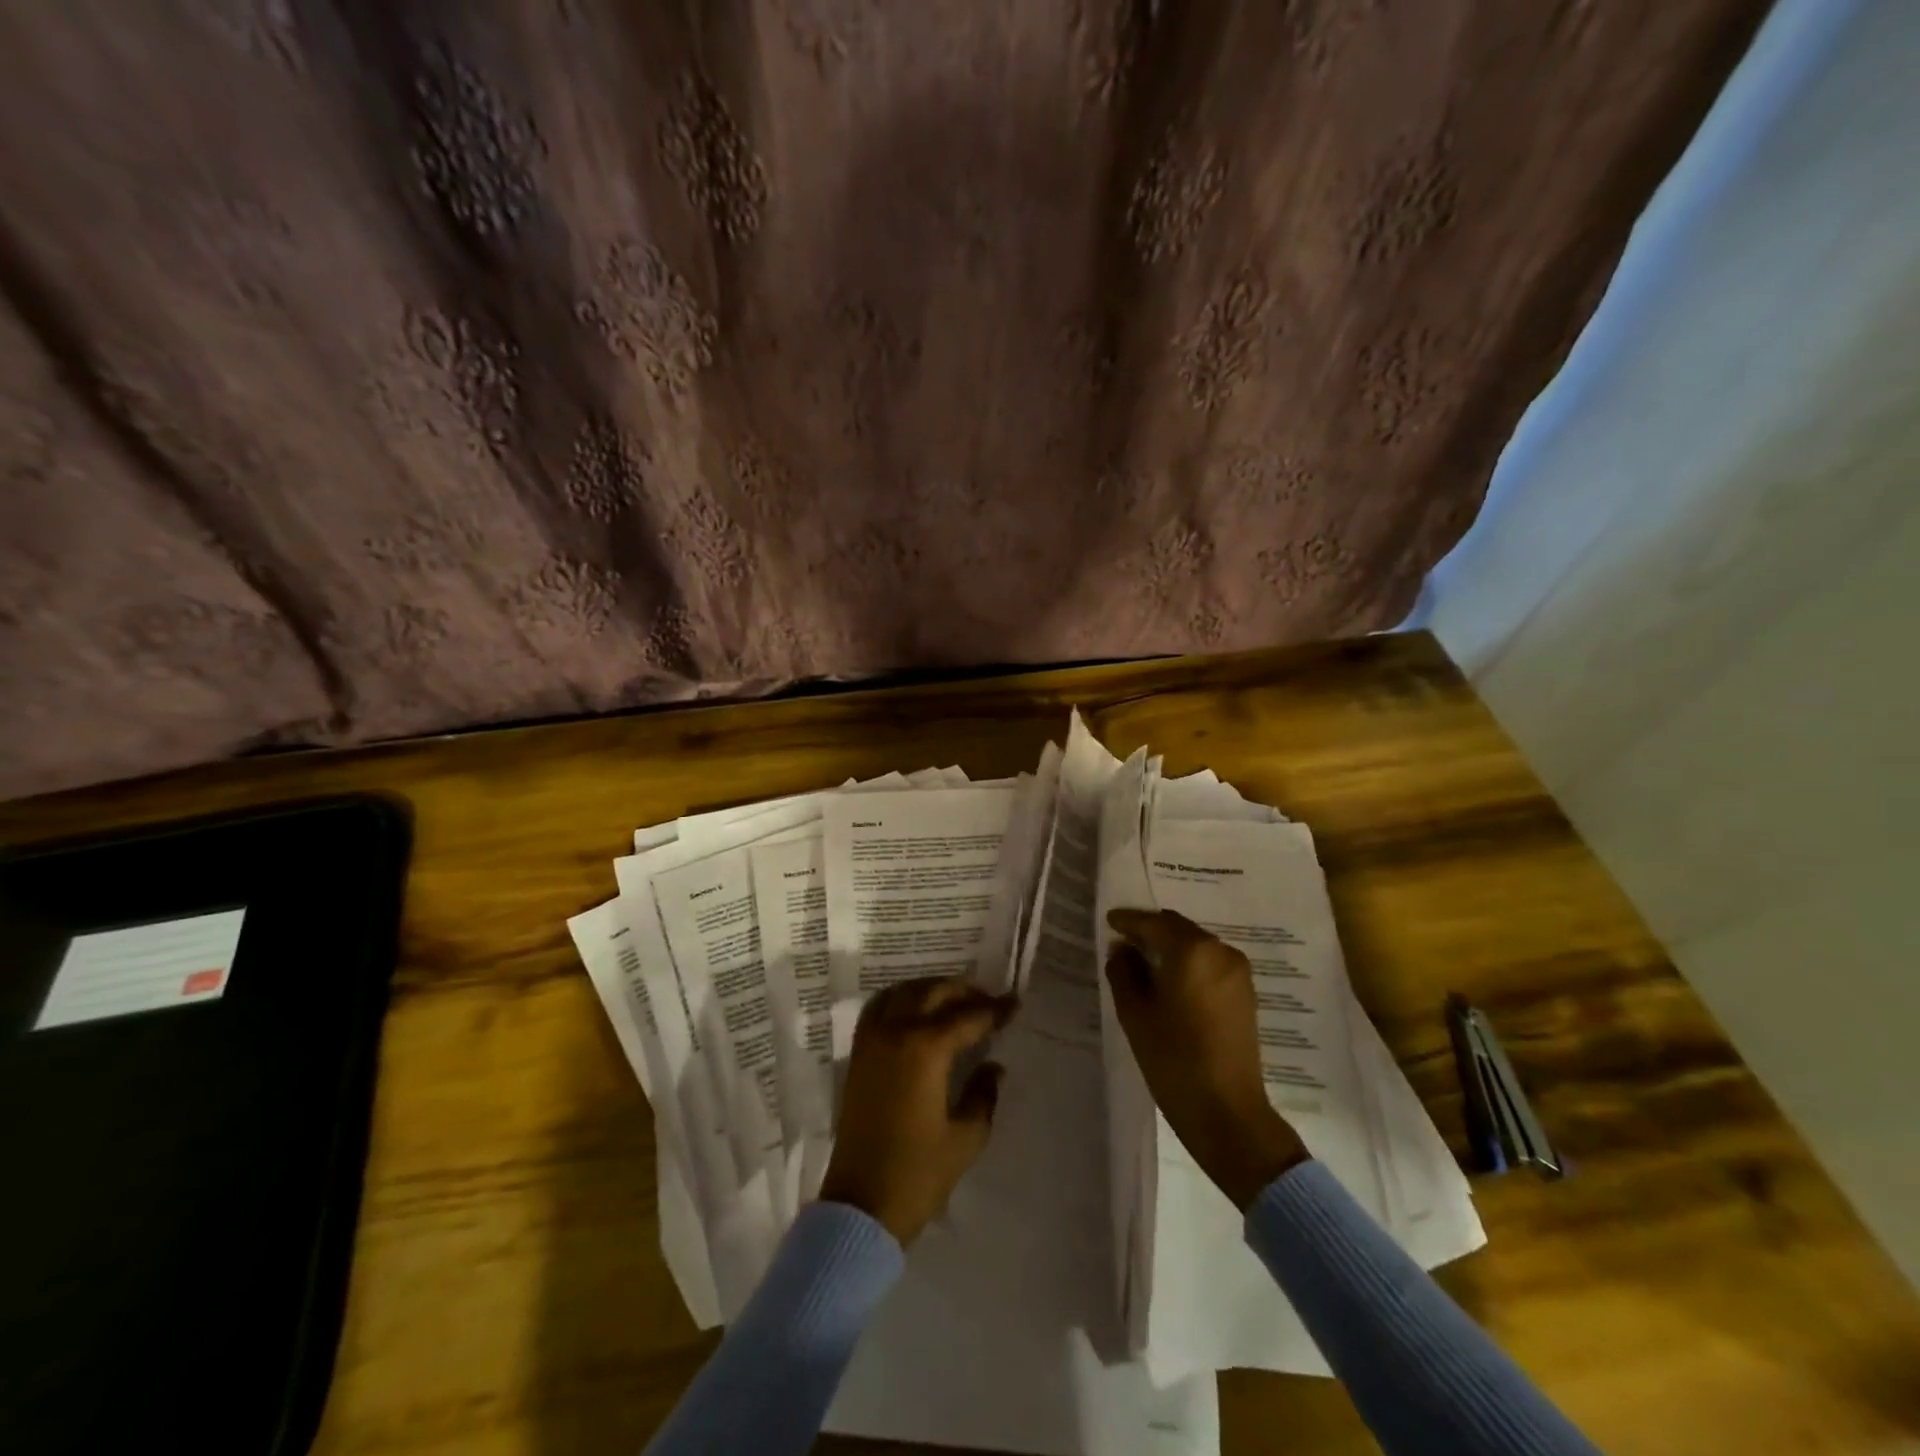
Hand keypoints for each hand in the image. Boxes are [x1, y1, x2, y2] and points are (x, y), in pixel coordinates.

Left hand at [819, 977, 1016, 1244]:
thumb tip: (993, 1065)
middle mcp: (896, 1032)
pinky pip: (880, 1007)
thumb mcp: (966, 1138)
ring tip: (955, 1002)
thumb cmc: (919, 1174)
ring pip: (904, 992)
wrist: (861, 1206)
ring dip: (932, 989)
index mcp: (926, 1048)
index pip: (968, 1016)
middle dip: (964, 992)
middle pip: (934, 993)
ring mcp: (872, 1040)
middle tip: (988, 1002)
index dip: (994, 1009)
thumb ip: (983, 1094)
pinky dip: (901, 998)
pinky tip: (916, 1011)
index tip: (1015, 1003)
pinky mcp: (857, 1054)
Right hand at [1106, 908, 1308, 1207]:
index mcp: (1192, 951)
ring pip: (1196, 945)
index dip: (1129, 921)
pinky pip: (1210, 963)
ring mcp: (1238, 972)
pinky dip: (1189, 963)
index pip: (1153, 923)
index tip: (1109, 920)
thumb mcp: (1135, 1014)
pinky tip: (1171, 981)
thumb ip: (1123, 972)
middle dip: (1151, 931)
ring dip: (1171, 947)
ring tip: (1144, 963)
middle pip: (1178, 929)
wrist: (1227, 1112)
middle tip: (1124, 942)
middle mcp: (1220, 951)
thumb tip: (1123, 949)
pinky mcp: (1246, 993)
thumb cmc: (1174, 1059)